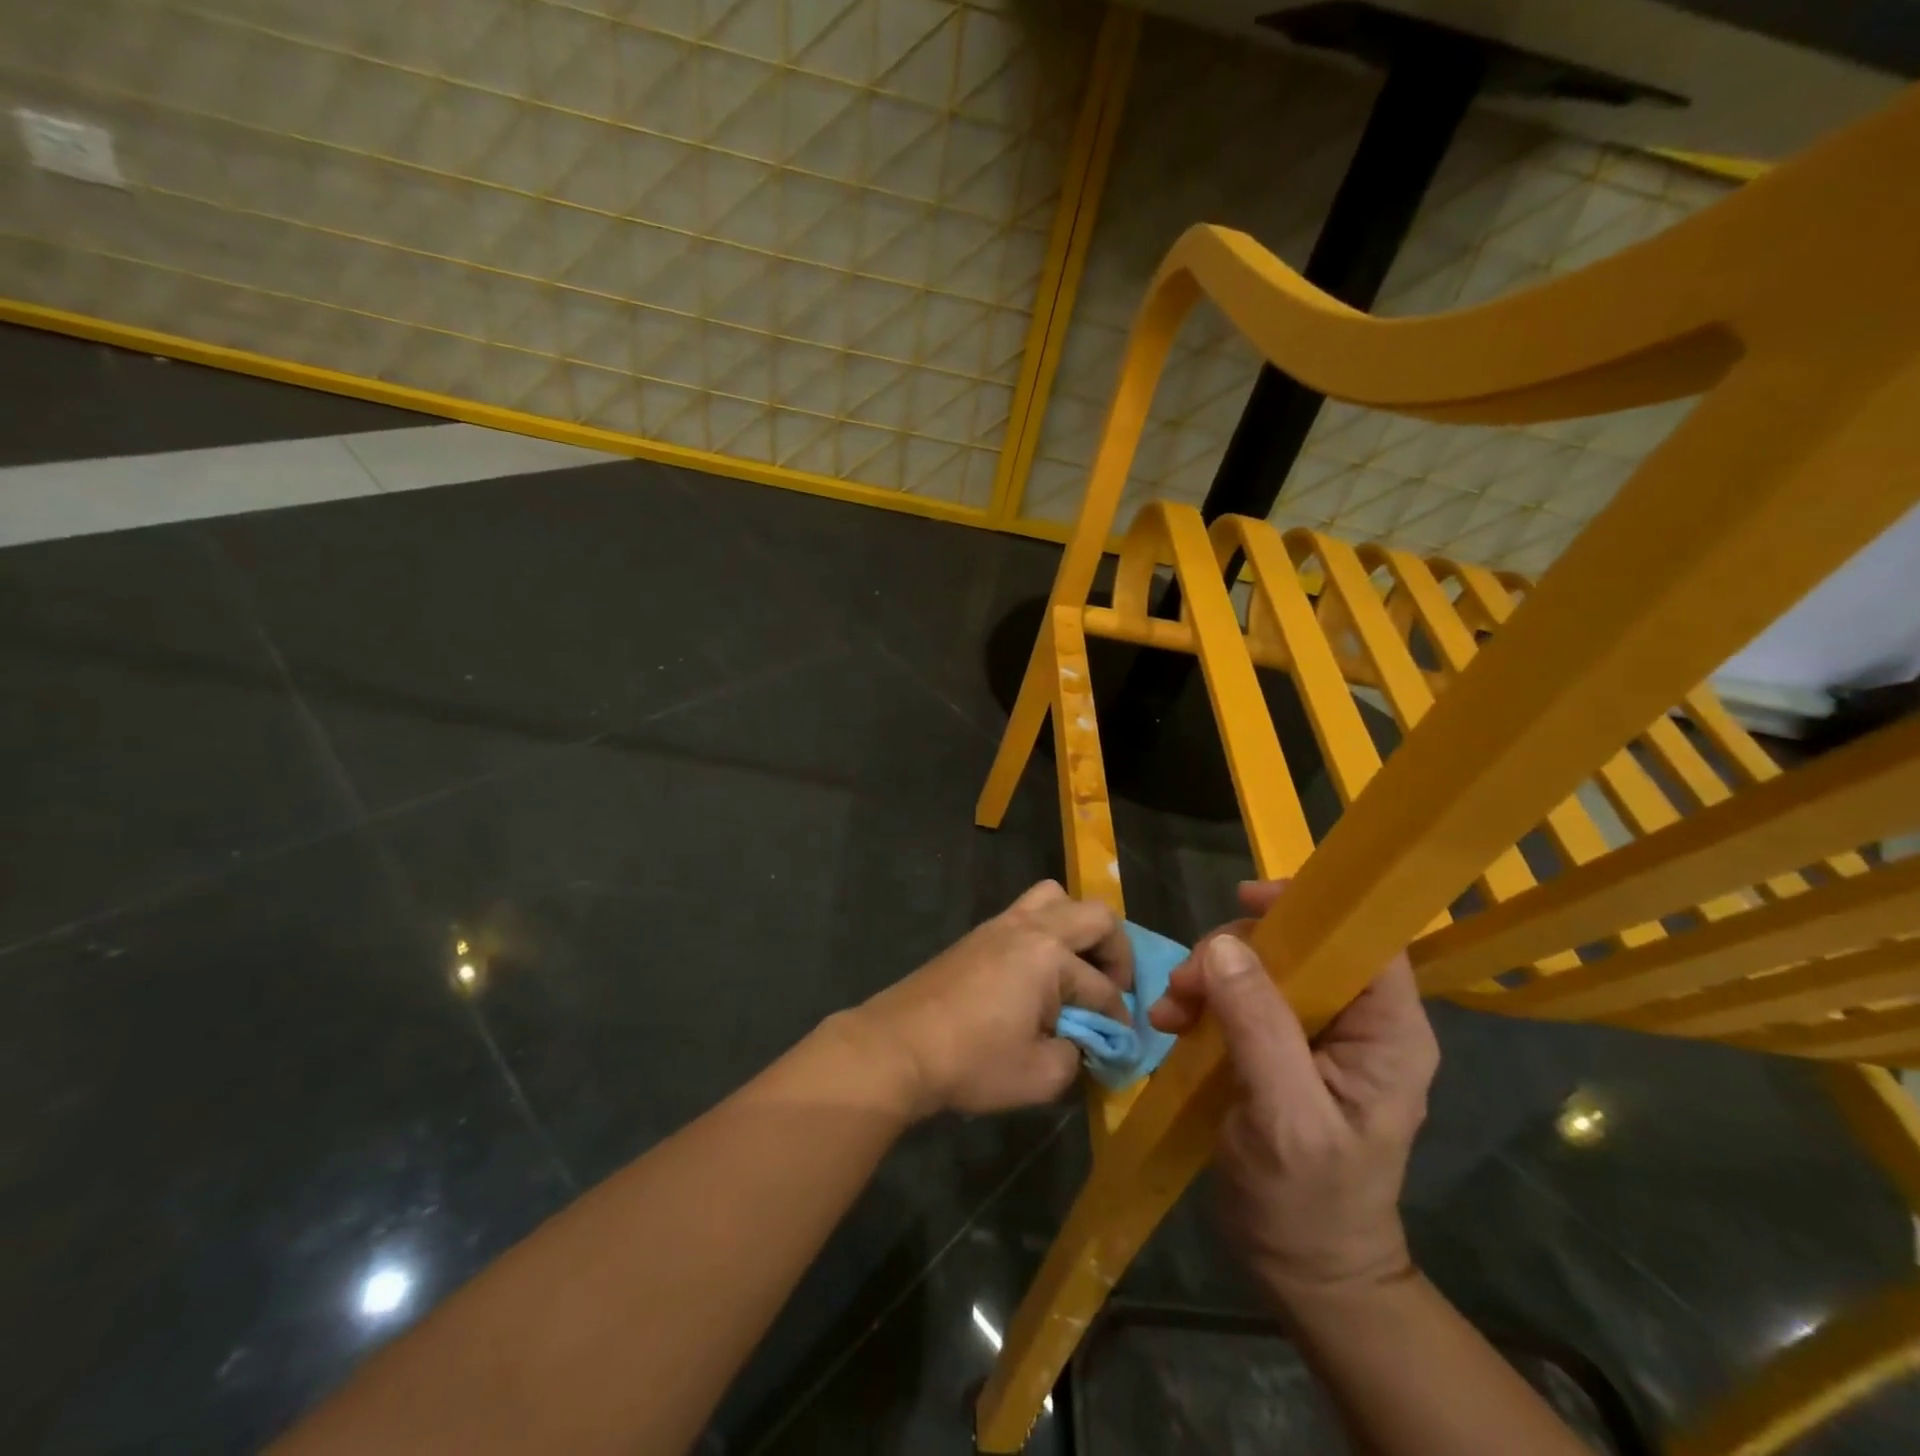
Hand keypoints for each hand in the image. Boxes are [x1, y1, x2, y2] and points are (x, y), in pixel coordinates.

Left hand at [849, 881, 1133, 1117]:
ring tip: (1078, 969)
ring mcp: (1000, 924)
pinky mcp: (978, 935)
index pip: (1102, 988)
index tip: (1120, 1044)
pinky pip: (1027, 912)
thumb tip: (1081, 1043)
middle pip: (1095, 915)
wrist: (897, 1046)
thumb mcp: (1040, 1076)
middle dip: (1116, 952)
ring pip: (1055, 898)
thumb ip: (1076, 1056)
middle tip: (1112, 989)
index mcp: (1049, 955)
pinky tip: (1040, 974)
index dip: (1118, 1019)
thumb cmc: (972, 1061)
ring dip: (1078, 928)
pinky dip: (1047, 932)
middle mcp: (1030, 927)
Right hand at [1149, 881, 1438, 1305]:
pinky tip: (1170, 1026)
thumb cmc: (1309, 1203)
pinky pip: (1236, 997)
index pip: (1365, 939)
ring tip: (1169, 1014)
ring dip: (1207, 978)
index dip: (1313, 908)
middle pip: (1298, 945)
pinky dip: (1199, 1002)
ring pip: (1259, 967)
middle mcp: (1355, 1021)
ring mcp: (1313, 1033)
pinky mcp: (1276, 1047)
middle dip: (1234, 953)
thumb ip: (1260, 1028)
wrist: (1300, 1270)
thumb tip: (1225, 946)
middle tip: (1186, 984)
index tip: (1244, 900)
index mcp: (1387, 1032)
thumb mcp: (1286, 1117)